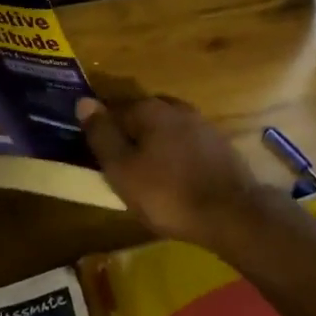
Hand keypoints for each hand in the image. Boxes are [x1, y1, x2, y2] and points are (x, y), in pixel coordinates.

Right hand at [76, 95, 269, 246]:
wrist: (232, 213)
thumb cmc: (168, 193)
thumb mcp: (123, 169)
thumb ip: (102, 135)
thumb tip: (83, 101)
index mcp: (150, 109)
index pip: (114, 110)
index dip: (102, 131)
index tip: (97, 155)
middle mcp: (176, 108)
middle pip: (142, 117)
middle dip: (130, 136)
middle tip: (120, 168)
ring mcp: (202, 125)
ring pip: (166, 130)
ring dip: (154, 146)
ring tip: (146, 176)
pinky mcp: (219, 145)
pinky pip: (186, 144)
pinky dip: (175, 156)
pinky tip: (174, 178)